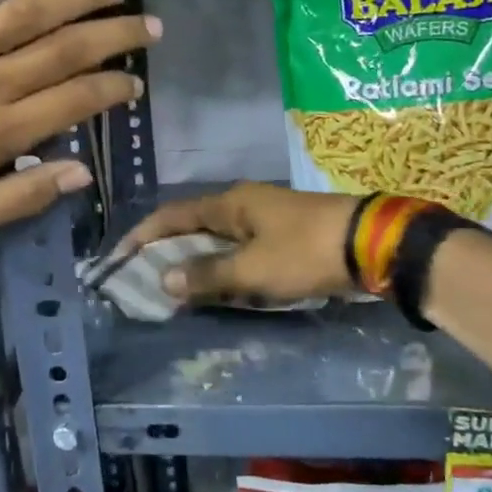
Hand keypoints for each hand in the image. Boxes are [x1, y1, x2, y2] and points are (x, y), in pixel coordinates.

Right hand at [120, 183, 356, 303]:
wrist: (372, 244)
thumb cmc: (305, 251)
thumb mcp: (252, 269)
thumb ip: (208, 275)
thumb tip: (164, 280)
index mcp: (230, 203)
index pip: (173, 215)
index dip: (143, 235)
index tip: (119, 257)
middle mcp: (244, 204)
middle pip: (194, 226)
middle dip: (168, 251)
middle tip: (144, 278)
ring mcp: (267, 218)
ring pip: (219, 240)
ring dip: (197, 262)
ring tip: (176, 288)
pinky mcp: (286, 235)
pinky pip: (242, 250)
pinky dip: (224, 267)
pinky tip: (220, 286)